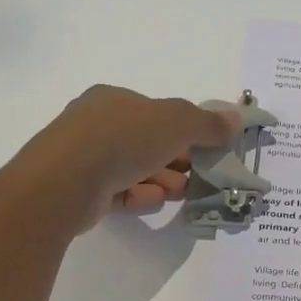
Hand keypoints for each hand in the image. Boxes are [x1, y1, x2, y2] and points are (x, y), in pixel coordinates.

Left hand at [12, 85, 240, 232]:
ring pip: (132, 167)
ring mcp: (84, 158)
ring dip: (161, 178)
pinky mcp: (79, 190)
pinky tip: (157, 201)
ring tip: (183, 192)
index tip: (207, 149)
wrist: (64, 182)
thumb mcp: (175, 122)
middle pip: (146, 141)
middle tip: (200, 174)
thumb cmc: (122, 139)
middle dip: (176, 158)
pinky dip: (140, 194)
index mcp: (113, 99)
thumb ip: (207, 123)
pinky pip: (117, 190)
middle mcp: (95, 123)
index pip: (156, 111)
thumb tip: (236, 119)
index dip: (184, 129)